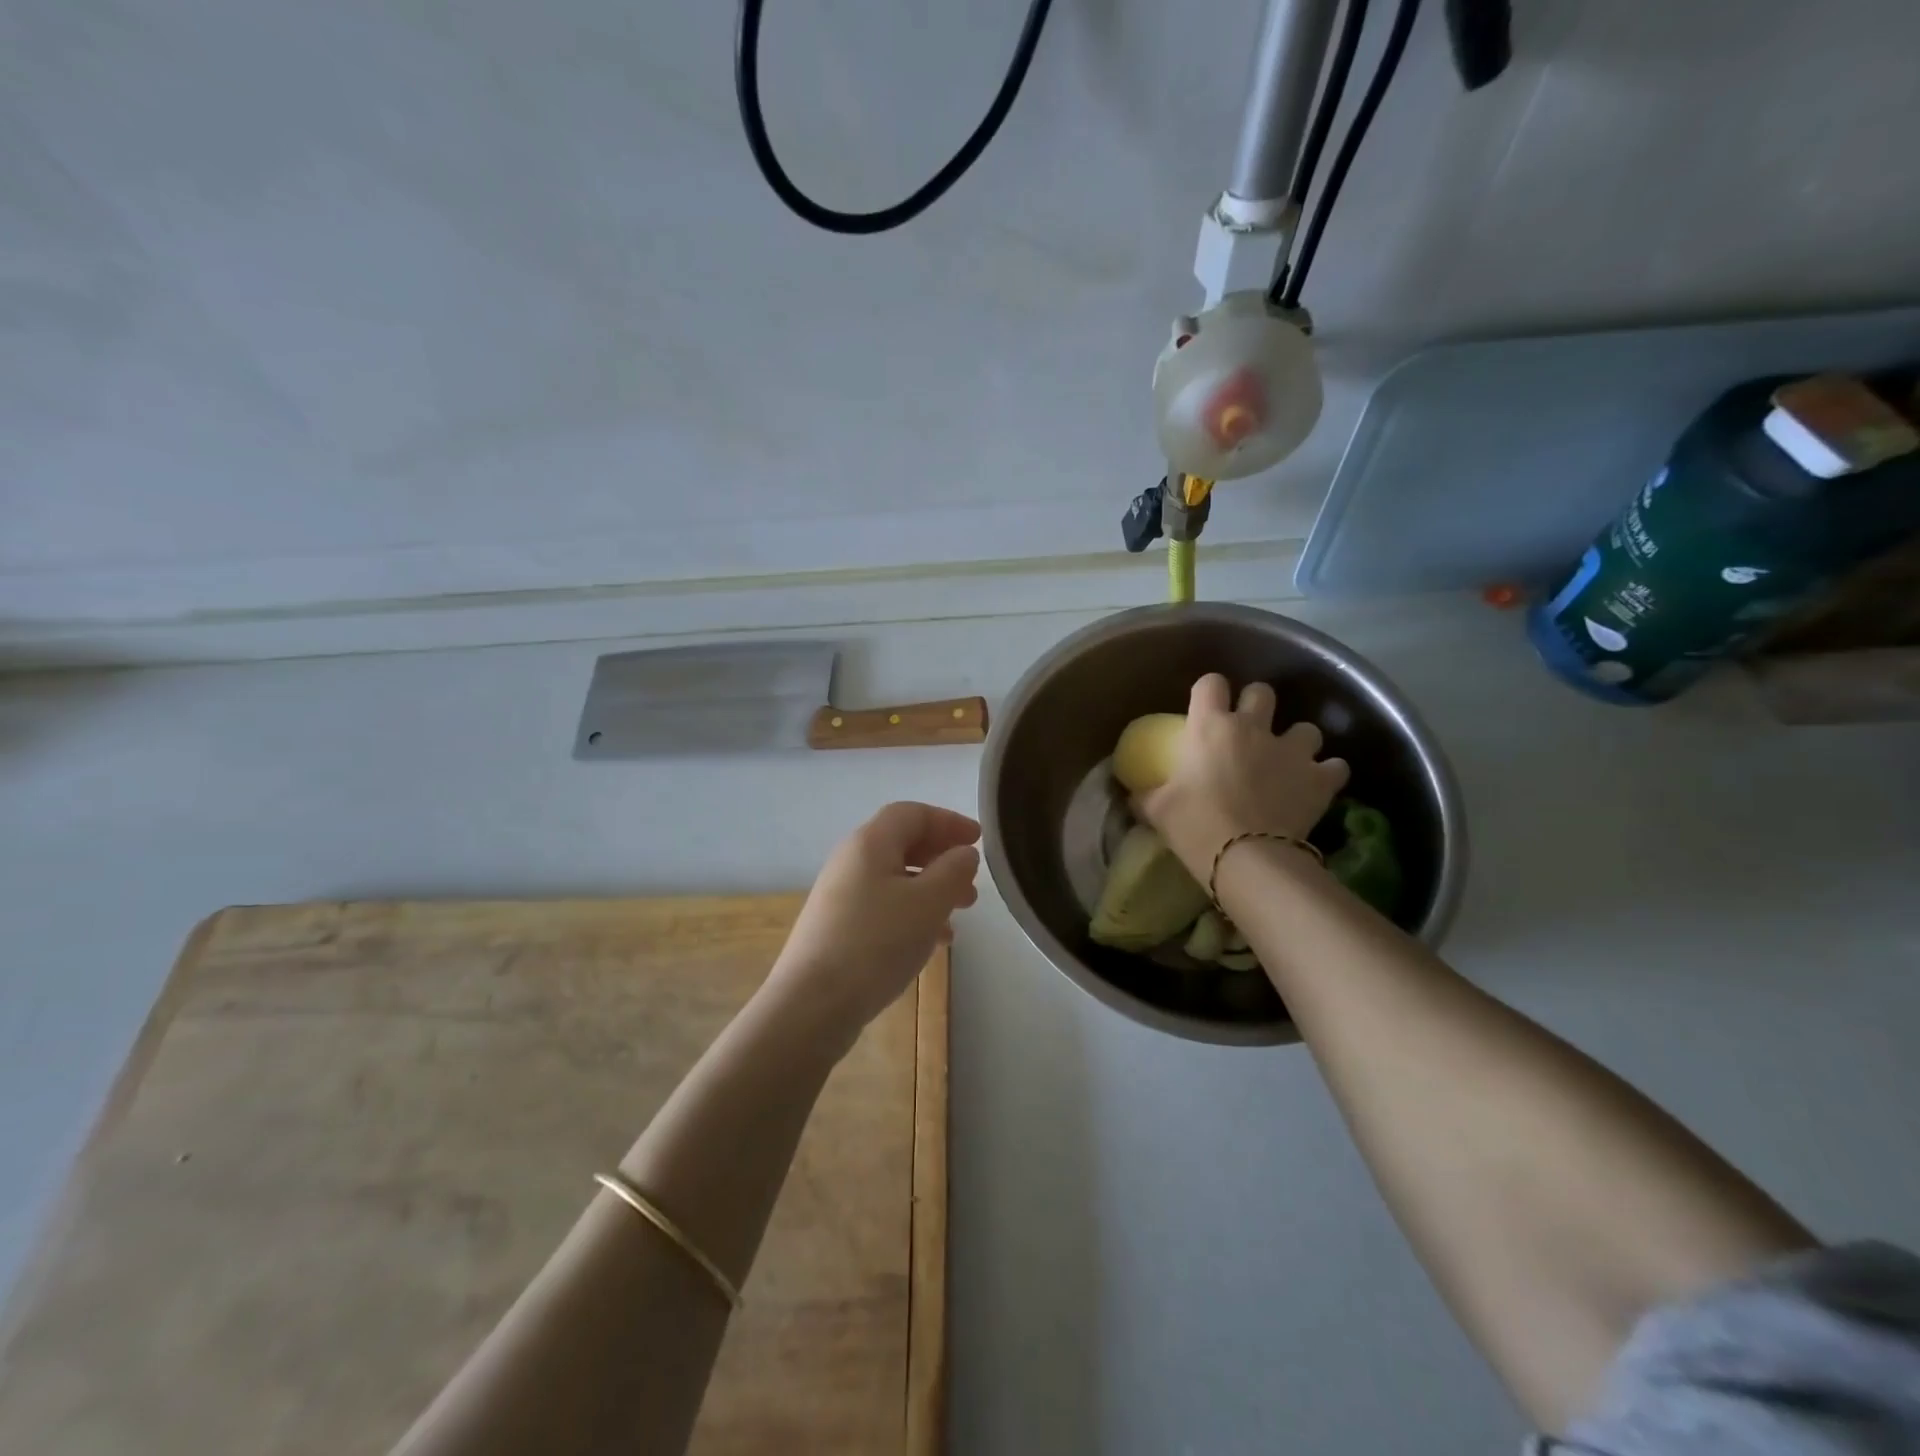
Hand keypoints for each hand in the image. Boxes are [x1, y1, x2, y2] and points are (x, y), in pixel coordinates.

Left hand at [764, 802, 980, 1051]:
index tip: (979, 840)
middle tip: (972, 882)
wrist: (812, 1004)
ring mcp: (840, 895)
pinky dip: (912, 913)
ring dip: (931, 889)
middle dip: (942, 858)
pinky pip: (883, 906)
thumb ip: (953, 871)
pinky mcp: (837, 927)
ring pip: (895, 878)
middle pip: (902, 843)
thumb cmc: (877, 942)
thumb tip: (963, 853)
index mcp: (870, 843)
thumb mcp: (928, 903)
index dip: (948, 821)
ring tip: (960, 914)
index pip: (912, 813)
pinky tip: (932, 942)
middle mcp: (850, 861)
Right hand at [1141, 674, 1348, 882]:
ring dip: (1298, 741)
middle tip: (1250, 731)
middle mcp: (1252, 728)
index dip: (1209, 690)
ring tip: (1290, 761)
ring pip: (1306, 727)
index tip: (1207, 707)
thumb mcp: (1157, 810)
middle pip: (1262, 692)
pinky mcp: (1320, 778)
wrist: (1246, 857)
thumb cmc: (1194, 825)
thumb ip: (1145, 795)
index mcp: (1210, 727)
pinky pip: (1335, 766)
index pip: (1210, 683)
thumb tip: (1130, 795)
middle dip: (1258, 706)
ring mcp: (1291, 750)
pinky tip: (1317, 786)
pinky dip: (1327, 774)